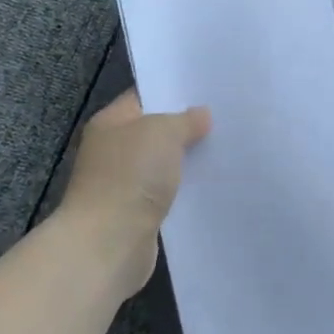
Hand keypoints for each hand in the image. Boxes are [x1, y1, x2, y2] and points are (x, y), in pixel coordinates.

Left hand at [55, 90, 210, 296]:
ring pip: (163, 162)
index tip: (209, 90)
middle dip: (187, 126)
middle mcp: (113, 149)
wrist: (108, 243)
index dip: (175, 91)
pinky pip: (167, 191)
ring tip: (226, 147)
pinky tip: (212, 182)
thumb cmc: (130, 176)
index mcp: (111, 122)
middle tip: (225, 117)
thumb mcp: (163, 132)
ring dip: (188, 159)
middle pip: (156, 130)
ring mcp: (123, 183)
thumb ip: (186, 120)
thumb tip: (201, 115)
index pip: (145, 96)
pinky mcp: (137, 213)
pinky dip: (185, 188)